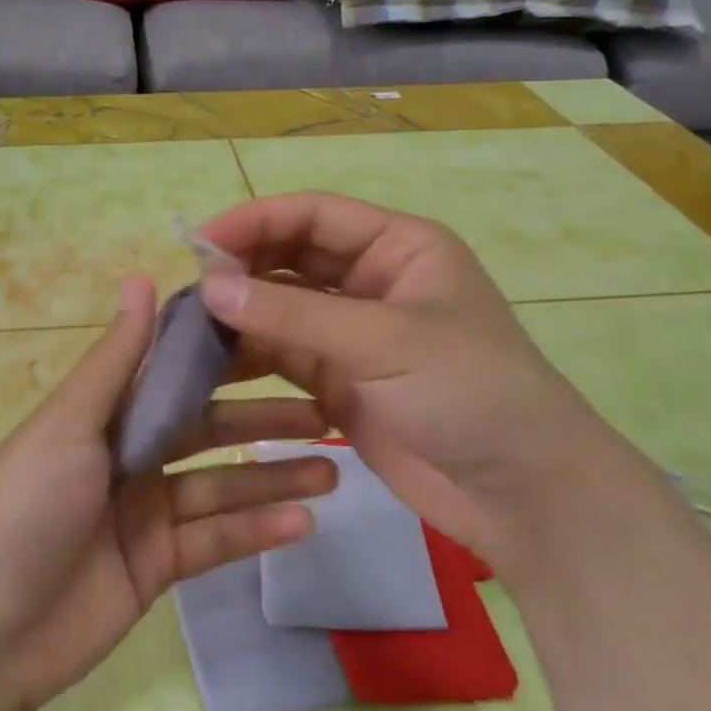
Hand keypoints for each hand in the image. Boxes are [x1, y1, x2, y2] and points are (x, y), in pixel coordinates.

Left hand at [0, 276, 335, 710]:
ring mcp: (145, 513)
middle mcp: (128, 456)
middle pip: (207, 431)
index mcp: (105, 415)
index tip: (281, 340)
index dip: (223, 359)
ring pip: (221, 487)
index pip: (174, 376)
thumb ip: (115, 360)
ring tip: (334, 470)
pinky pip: (215, 540)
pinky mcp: (159, 565)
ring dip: (274, 479)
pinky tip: (303, 522)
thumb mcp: (70, 424)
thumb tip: (141, 279)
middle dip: (262, 421)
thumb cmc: (27, 507)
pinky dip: (256, 531)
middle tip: (328, 412)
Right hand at [197, 193, 658, 580]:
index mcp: (398, 247)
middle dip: (241, 269)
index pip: (312, 216)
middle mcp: (371, 282)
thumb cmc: (469, 392)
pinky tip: (211, 364)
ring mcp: (353, 335)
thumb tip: (209, 286)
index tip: (198, 247)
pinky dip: (249, 357)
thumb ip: (291, 315)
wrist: (523, 493)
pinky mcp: (338, 382)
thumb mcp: (383, 341)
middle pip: (290, 259)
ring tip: (188, 329)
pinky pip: (283, 356)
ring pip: (281, 309)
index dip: (254, 222)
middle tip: (187, 293)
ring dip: (239, 315)